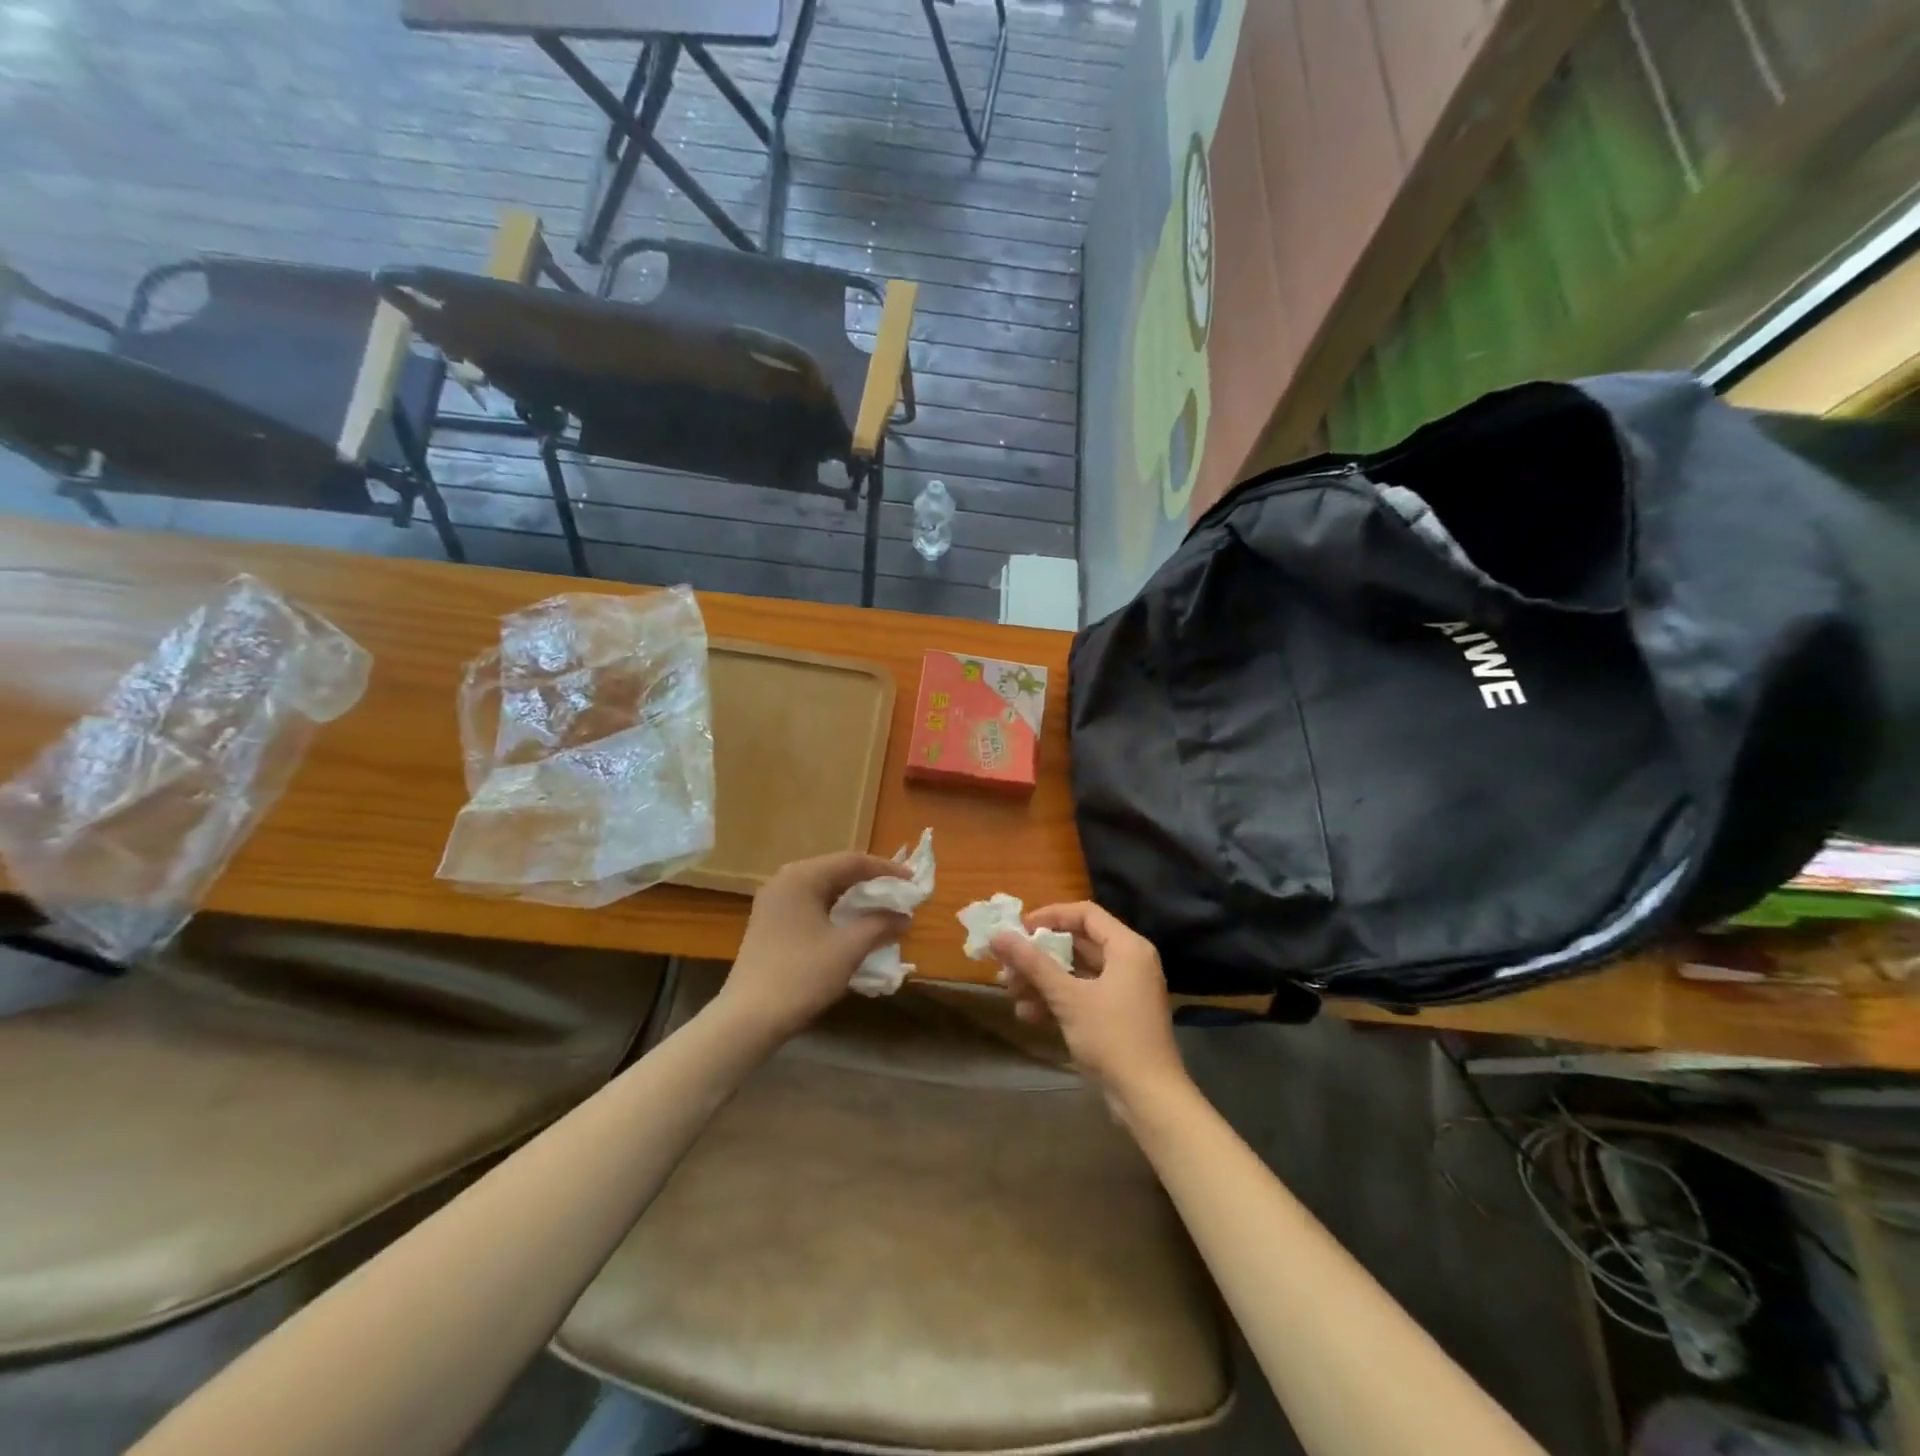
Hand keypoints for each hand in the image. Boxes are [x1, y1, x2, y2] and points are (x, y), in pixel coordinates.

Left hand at [718, 851, 909, 1039]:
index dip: (887, 870)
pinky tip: (852, 928)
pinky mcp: (770, 924)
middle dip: (871, 884)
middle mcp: (784, 881)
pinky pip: (811, 906)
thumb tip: (904, 917)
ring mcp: (773, 903)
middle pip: (837, 872)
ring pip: (824, 891)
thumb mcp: (849, 948)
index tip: (913, 882)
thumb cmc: (802, 975)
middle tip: (900, 895)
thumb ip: (880, 925)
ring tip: (882, 911)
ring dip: (854, 900)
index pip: (852, 862)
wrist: (749, 1018)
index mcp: (802, 876)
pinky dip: (836, 912)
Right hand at [989, 902, 1189, 1121]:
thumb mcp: (1068, 997)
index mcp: (1127, 947)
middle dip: (1040, 953)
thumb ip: (1033, 964)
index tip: (1018, 929)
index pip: (1085, 914)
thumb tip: (998, 936)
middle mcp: (1129, 962)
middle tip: (1007, 962)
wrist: (1148, 1098)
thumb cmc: (1112, 1037)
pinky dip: (1058, 1000)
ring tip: (1010, 990)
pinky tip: (1028, 1014)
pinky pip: (1083, 995)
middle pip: (1079, 943)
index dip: (1050, 916)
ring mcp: (1124, 990)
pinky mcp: (1118, 1015)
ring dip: (1043, 979)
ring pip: (1077, 972)